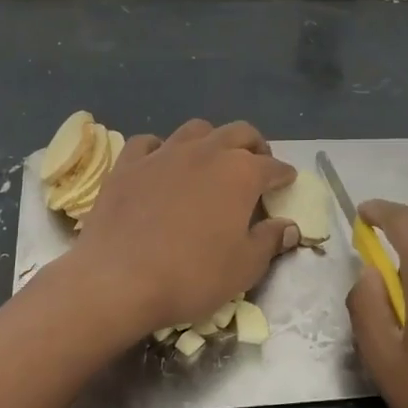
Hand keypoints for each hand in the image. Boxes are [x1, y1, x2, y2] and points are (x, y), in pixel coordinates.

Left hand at [68, 119, 298, 339]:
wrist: (118, 279)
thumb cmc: (191, 276)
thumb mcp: (243, 268)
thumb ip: (269, 241)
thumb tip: (288, 227)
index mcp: (240, 173)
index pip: (272, 166)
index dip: (283, 174)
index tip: (287, 182)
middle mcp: (206, 152)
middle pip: (238, 133)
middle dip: (253, 145)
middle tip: (256, 163)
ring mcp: (164, 153)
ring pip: (196, 129)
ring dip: (211, 140)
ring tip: (212, 158)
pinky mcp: (129, 163)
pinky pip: (149, 142)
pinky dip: (161, 148)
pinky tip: (161, 163)